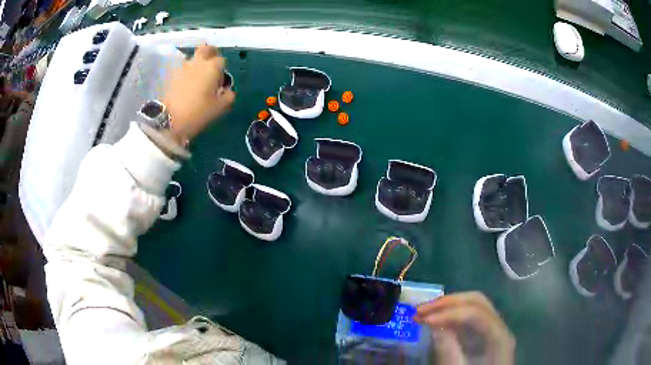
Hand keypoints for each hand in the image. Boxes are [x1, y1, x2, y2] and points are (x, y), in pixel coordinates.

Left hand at [162, 45, 234, 143]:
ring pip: (193, 58)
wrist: (168, 119)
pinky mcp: (172, 75)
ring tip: (198, 77)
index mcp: (212, 67)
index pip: (222, 60)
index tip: (221, 81)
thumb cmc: (197, 112)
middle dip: (211, 53)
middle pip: (206, 49)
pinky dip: (187, 72)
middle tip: (212, 65)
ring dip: (197, 63)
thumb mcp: (219, 108)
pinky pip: (183, 68)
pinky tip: (187, 84)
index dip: (223, 69)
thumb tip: (228, 91)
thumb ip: (228, 96)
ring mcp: (183, 67)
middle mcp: (198, 62)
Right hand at [414, 292, 514, 364]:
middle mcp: (499, 326)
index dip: (450, 313)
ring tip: (423, 312)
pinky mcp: (484, 333)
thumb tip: (435, 325)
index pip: (476, 313)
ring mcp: (493, 328)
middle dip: (447, 303)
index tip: (423, 320)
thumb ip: (449, 350)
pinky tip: (436, 320)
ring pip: (473, 305)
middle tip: (420, 310)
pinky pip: (469, 316)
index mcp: (499, 336)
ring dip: (447, 306)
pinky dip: (451, 315)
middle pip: (476, 301)